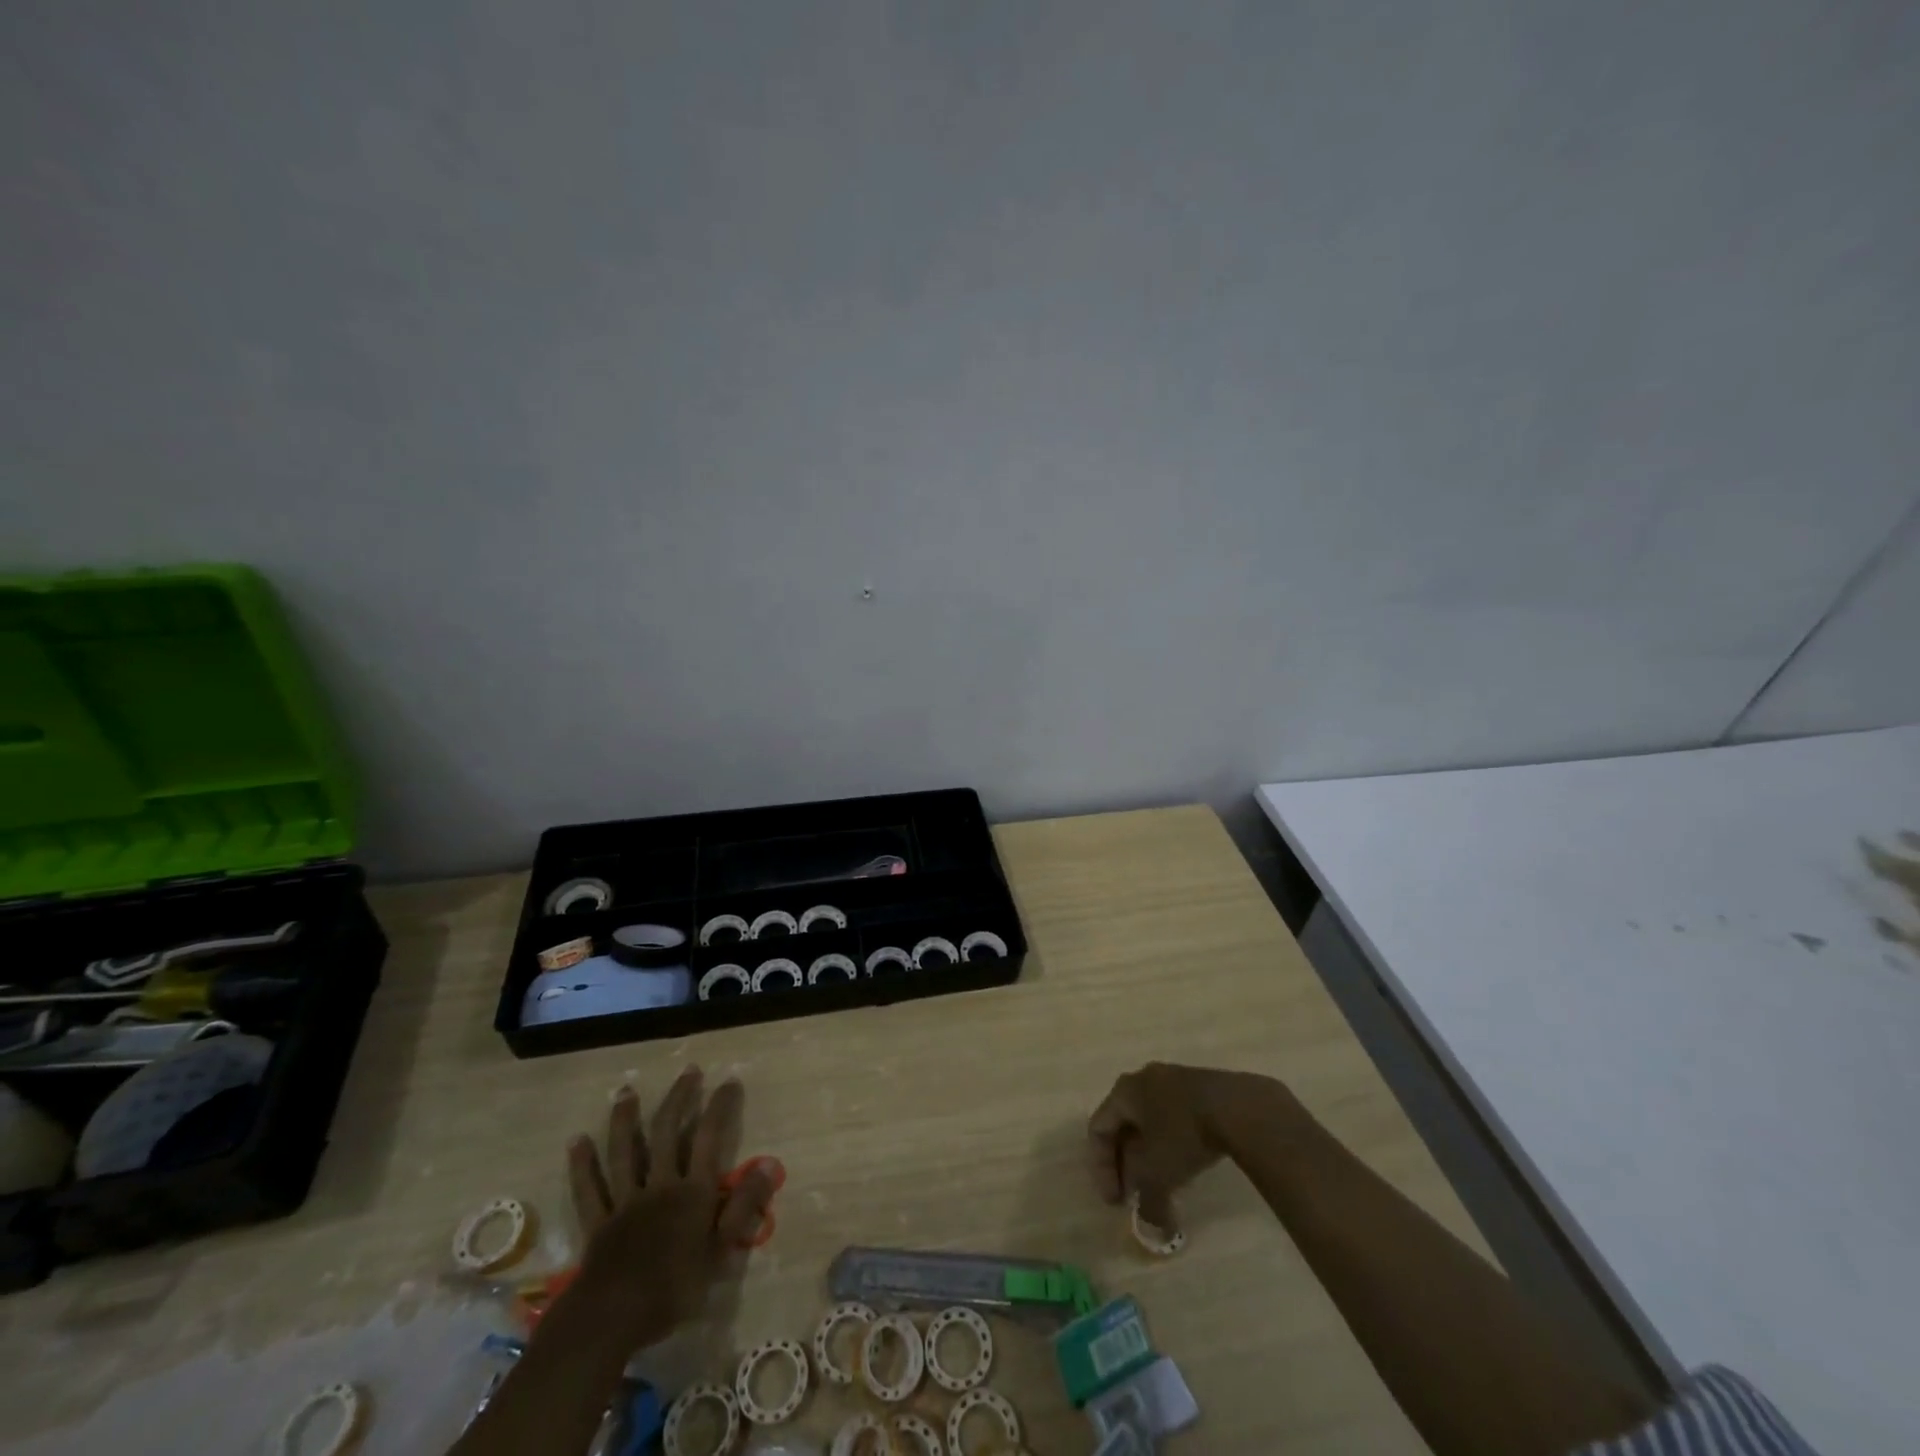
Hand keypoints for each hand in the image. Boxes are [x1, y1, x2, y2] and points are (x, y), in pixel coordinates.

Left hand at [563, 1066, 779, 1350]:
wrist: (613, 1317)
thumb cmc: (674, 1288)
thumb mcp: (721, 1250)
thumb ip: (744, 1205)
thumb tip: (769, 1163)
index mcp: (692, 1191)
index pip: (710, 1137)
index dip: (720, 1107)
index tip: (730, 1081)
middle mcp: (659, 1185)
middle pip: (667, 1133)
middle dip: (679, 1098)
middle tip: (688, 1071)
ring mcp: (625, 1201)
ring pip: (625, 1152)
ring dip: (625, 1119)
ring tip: (626, 1091)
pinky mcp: (598, 1223)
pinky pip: (589, 1189)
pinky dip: (582, 1165)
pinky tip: (577, 1141)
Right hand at [1087, 1062, 1285, 1228]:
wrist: (1237, 1107)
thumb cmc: (1184, 1134)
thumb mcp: (1159, 1175)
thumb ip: (1147, 1204)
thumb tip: (1151, 1229)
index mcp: (1124, 1091)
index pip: (1098, 1129)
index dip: (1102, 1169)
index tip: (1117, 1202)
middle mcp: (1143, 1079)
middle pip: (1123, 1125)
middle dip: (1127, 1164)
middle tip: (1136, 1195)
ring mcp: (1173, 1079)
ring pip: (1150, 1121)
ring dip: (1150, 1155)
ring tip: (1162, 1184)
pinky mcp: (1198, 1086)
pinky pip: (1173, 1116)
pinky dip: (1171, 1143)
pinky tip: (1186, 1165)